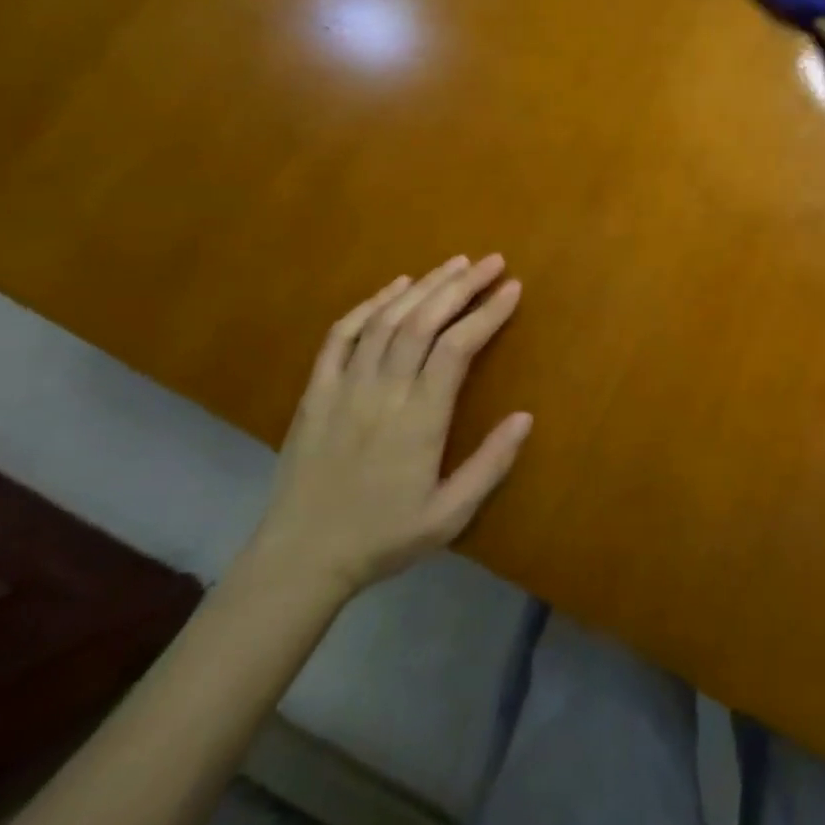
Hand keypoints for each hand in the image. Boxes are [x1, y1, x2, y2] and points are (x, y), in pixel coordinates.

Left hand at [250, 257, 533, 596]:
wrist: (298, 562)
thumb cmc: (382, 538)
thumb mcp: (448, 516)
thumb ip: (490, 465)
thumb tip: (526, 416)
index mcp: (418, 421)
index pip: (457, 348)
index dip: (487, 313)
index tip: (513, 288)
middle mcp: (381, 394)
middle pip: (423, 322)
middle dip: (461, 285)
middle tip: (492, 261)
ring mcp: (343, 389)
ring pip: (386, 321)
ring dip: (423, 286)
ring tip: (455, 264)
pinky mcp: (315, 393)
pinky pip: (341, 337)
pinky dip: (369, 305)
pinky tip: (395, 286)